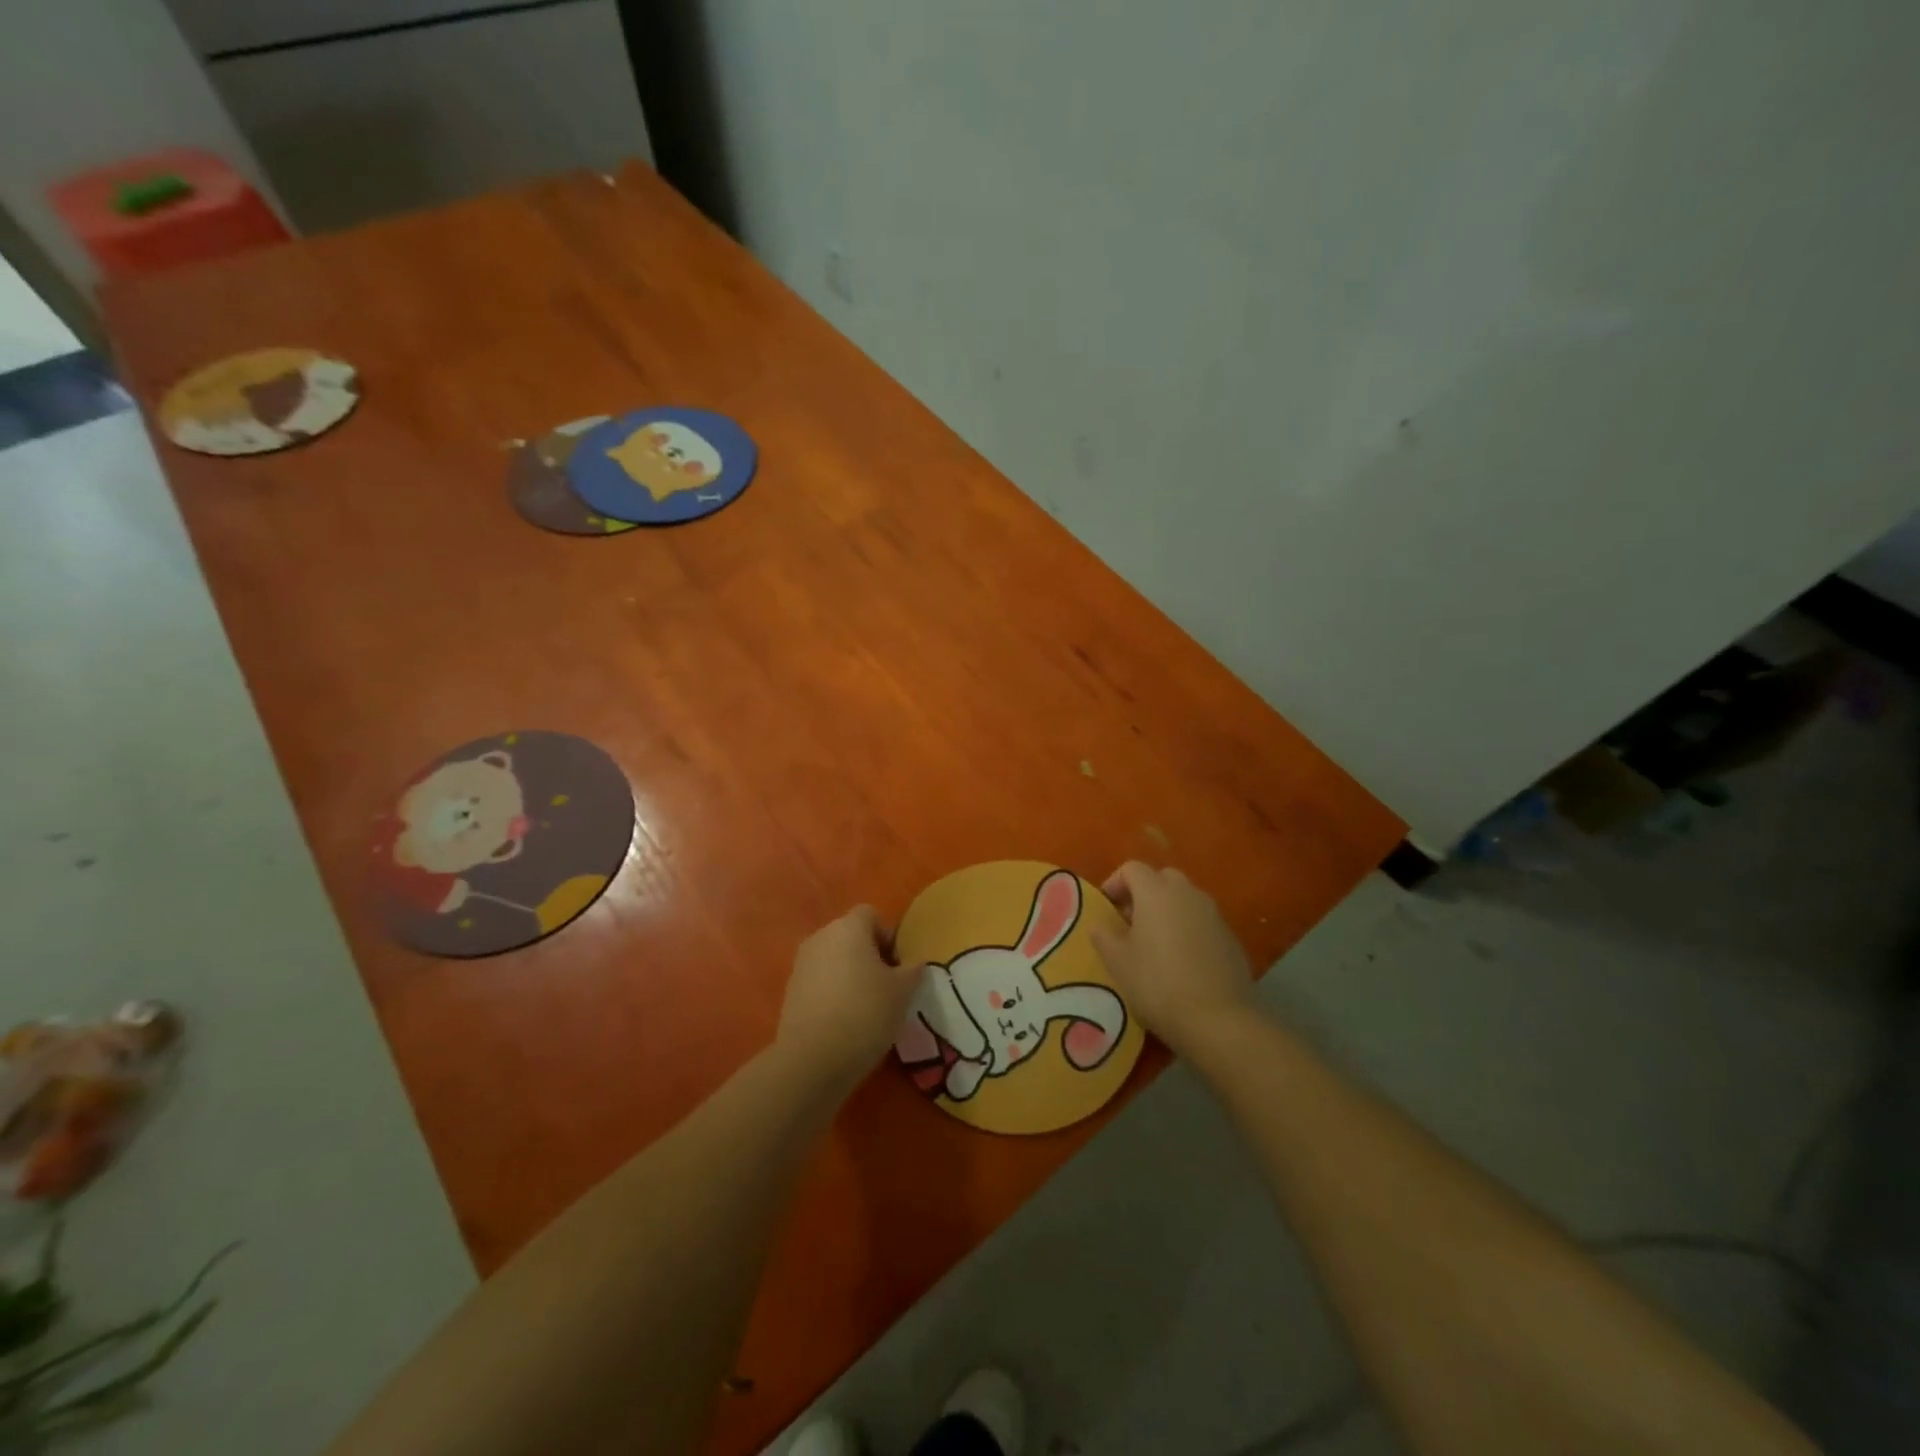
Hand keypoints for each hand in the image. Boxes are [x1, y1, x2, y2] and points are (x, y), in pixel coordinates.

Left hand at [775, 906, 922, 1094]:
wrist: (812, 1059)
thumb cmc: (865, 1013)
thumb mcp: (903, 992)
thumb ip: (912, 970)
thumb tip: (914, 963)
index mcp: (848, 927)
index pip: (871, 915)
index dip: (888, 937)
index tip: (898, 967)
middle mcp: (821, 937)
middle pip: (851, 936)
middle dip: (870, 956)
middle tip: (887, 988)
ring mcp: (801, 964)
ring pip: (834, 959)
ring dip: (850, 975)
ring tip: (866, 1008)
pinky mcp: (790, 991)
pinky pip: (819, 981)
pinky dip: (832, 993)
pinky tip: (844, 1022)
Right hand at [1091, 862, 1254, 1058]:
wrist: (1217, 1019)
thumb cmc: (1157, 984)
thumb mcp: (1117, 961)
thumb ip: (1103, 935)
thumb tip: (1100, 924)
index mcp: (1156, 892)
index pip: (1132, 868)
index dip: (1115, 883)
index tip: (1106, 908)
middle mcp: (1187, 894)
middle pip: (1162, 878)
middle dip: (1144, 893)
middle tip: (1130, 922)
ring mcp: (1213, 914)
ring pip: (1185, 899)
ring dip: (1167, 911)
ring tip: (1155, 943)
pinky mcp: (1230, 937)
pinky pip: (1202, 921)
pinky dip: (1188, 930)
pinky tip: (1181, 961)